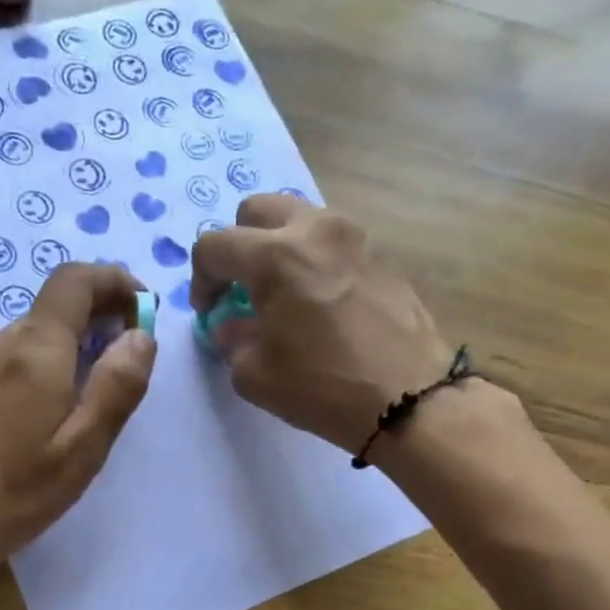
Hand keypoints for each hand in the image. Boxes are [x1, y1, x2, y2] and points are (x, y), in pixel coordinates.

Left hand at [0, 263, 156, 568]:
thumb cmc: (23, 489)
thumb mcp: (85, 445)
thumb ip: (117, 385)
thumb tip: (141, 335)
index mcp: (36, 348)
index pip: (76, 280)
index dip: (115, 281)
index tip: (143, 309)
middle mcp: (4, 341)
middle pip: (57, 301)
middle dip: (101, 310)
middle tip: (131, 350)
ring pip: (38, 326)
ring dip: (76, 336)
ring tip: (101, 380)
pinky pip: (19, 350)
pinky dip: (51, 355)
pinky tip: (60, 398)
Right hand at [192, 195, 452, 455]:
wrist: (409, 399)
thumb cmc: (323, 387)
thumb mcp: (255, 375)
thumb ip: (232, 341)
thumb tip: (232, 326)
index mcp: (275, 257)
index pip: (214, 245)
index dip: (200, 279)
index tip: (210, 312)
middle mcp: (314, 230)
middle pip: (257, 210)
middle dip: (238, 245)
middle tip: (240, 288)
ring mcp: (354, 237)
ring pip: (298, 218)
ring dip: (277, 247)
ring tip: (281, 293)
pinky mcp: (380, 254)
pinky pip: (331, 241)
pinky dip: (312, 259)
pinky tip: (317, 302)